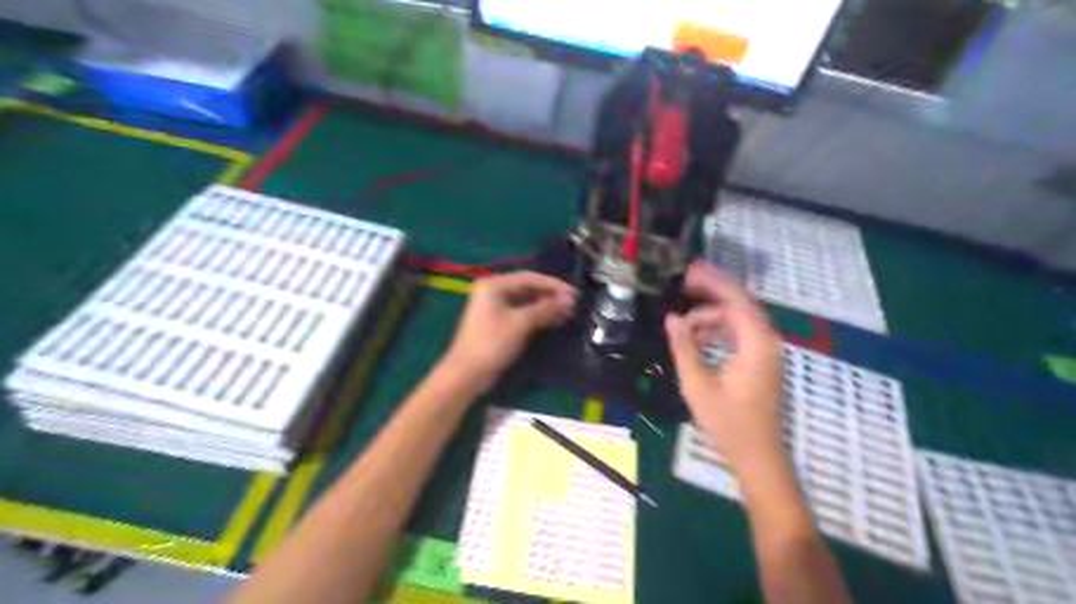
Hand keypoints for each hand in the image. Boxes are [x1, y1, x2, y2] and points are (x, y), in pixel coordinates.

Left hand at [439, 272, 575, 393]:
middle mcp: (493, 291)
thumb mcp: (522, 323)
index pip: (530, 277)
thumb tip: (569, 299)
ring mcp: (495, 307)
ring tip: (568, 313)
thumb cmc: (493, 343)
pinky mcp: (498, 322)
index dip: (554, 285)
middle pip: (528, 288)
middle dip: (551, 296)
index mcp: (494, 284)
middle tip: (574, 304)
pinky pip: (522, 312)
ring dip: (547, 306)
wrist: (468, 373)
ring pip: (527, 301)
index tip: (575, 293)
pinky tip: (555, 320)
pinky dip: (538, 315)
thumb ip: (546, 308)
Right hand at [665, 263, 781, 468]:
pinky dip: (719, 328)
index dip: (711, 282)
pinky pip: (739, 333)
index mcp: (756, 343)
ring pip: (739, 318)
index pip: (735, 299)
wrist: (757, 454)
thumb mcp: (698, 385)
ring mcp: (766, 351)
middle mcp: (766, 341)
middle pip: (740, 303)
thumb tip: (671, 318)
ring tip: (683, 316)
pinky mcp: (761, 361)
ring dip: (712, 313)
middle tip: (682, 282)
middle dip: (711, 290)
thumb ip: (684, 347)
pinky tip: (697, 335)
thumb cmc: (728, 422)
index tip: (687, 271)